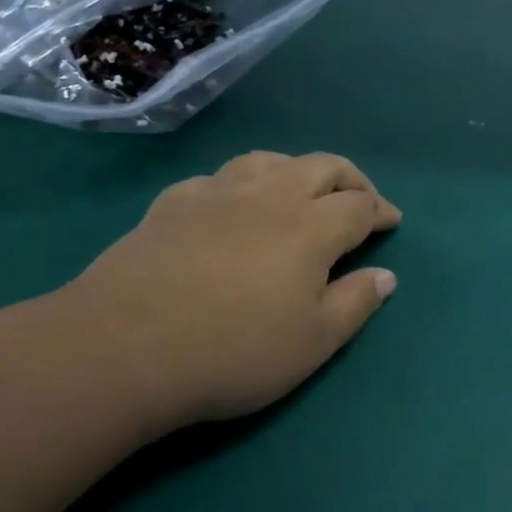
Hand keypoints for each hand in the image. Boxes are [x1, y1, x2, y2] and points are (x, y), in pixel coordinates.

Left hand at [59, 151, 401, 435]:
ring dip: (295, 169)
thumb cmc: (231, 351)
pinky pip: (215, 179)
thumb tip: (386, 275)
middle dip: (350, 178)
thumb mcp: (312, 342)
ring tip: (300, 190)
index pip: (360, 205)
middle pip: (322, 166)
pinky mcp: (171, 206)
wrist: (119, 349)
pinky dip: (237, 185)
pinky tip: (229, 204)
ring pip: (268, 160)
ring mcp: (216, 195)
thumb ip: (356, 304)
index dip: (381, 211)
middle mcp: (270, 197)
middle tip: (359, 198)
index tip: (392, 221)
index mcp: (311, 227)